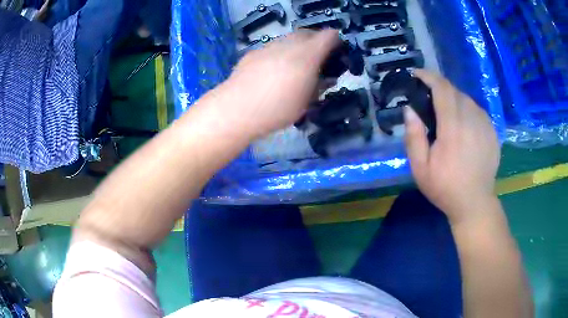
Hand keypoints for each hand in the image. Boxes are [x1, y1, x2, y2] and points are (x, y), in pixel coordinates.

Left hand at [217, 29, 339, 138]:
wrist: (236, 109)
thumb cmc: (277, 110)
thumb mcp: (306, 102)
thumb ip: (319, 85)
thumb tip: (326, 78)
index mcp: (307, 56)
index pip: (329, 36)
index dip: (336, 41)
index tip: (337, 53)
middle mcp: (289, 45)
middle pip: (308, 33)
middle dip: (316, 42)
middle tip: (317, 59)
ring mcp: (269, 46)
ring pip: (289, 38)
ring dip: (297, 46)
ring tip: (294, 65)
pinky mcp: (254, 52)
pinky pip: (273, 47)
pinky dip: (280, 52)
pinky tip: (273, 70)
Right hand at [404, 69, 499, 223]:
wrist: (475, 203)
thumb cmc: (445, 188)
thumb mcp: (420, 168)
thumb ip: (414, 137)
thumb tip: (409, 109)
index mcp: (453, 127)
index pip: (442, 88)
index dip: (429, 76)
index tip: (417, 75)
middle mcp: (471, 119)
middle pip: (455, 91)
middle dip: (440, 88)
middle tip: (430, 100)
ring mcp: (485, 125)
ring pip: (467, 99)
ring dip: (454, 100)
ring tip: (447, 114)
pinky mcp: (492, 131)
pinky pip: (477, 111)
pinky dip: (467, 110)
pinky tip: (463, 125)